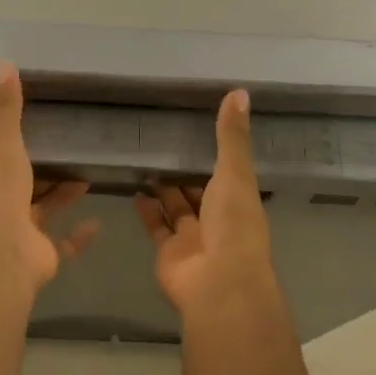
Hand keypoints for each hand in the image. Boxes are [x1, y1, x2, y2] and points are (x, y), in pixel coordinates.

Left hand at [0, 61, 97, 292]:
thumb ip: (6, 107)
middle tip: (52, 161)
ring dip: (58, 198)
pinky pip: (62, 244)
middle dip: (28, 181)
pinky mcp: (39, 257)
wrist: (2, 252)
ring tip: (82, 178)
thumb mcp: (2, 142)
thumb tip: (3, 62)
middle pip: (11, 193)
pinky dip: (77, 236)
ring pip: (39, 214)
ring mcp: (16, 237)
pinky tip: (96, 221)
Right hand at [136, 90, 276, 316]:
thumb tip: (240, 91)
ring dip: (164, 190)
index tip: (198, 130)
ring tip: (145, 161)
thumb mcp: (235, 173)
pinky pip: (156, 226)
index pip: (227, 173)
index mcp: (239, 201)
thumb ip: (231, 136)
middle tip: (164, 143)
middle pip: (200, 192)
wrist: (218, 283)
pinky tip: (135, 190)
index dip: (215, 155)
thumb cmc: (233, 225)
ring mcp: (192, 238)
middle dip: (186, 173)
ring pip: (176, 208)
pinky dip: (146, 210)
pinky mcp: (168, 252)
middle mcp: (217, 219)